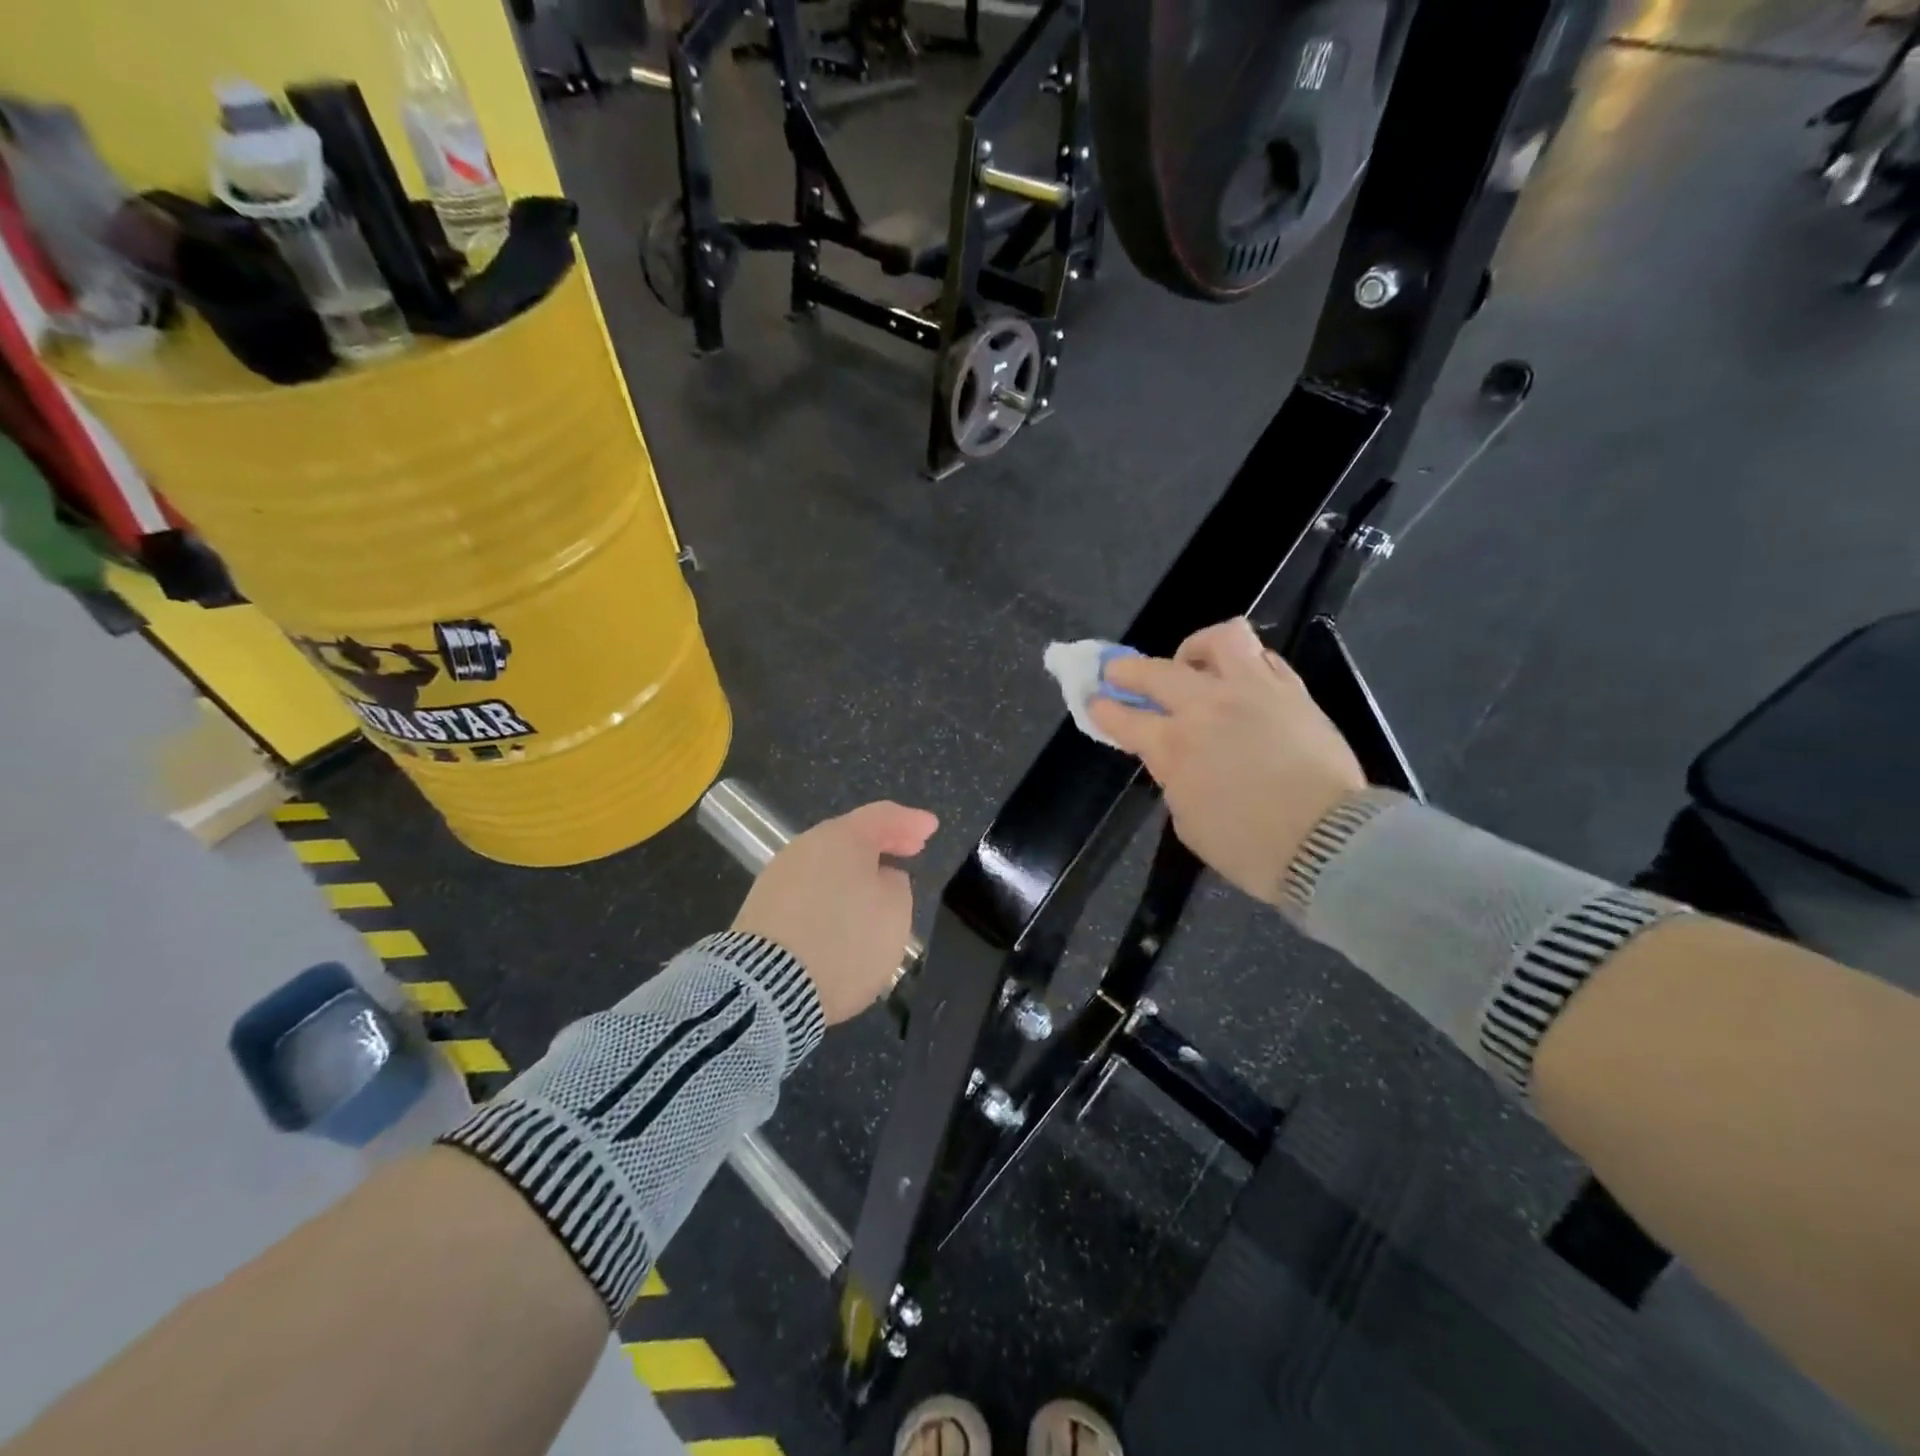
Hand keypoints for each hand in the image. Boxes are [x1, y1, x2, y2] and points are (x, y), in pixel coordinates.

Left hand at [731, 801, 938, 1022]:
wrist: (768, 987)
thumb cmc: (845, 941)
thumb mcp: (895, 913)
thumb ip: (896, 885)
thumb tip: (881, 877)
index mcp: (842, 838)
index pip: (883, 816)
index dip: (910, 821)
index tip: (931, 828)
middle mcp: (806, 847)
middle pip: (850, 837)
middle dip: (882, 844)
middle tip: (910, 851)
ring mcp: (779, 876)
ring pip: (828, 864)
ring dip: (855, 872)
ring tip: (877, 890)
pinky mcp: (762, 908)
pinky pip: (809, 891)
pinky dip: (832, 895)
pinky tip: (843, 915)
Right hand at [1088, 619, 1365, 903]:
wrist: (1329, 844)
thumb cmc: (1250, 847)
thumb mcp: (1189, 821)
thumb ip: (1176, 779)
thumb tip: (1179, 759)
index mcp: (1175, 746)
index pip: (1125, 719)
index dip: (1103, 709)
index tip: (1094, 700)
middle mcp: (1209, 707)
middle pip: (1157, 671)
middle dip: (1127, 670)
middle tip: (1119, 673)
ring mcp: (1254, 692)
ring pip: (1221, 639)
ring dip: (1196, 648)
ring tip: (1194, 666)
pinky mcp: (1292, 692)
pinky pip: (1263, 658)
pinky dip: (1243, 663)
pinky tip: (1240, 682)